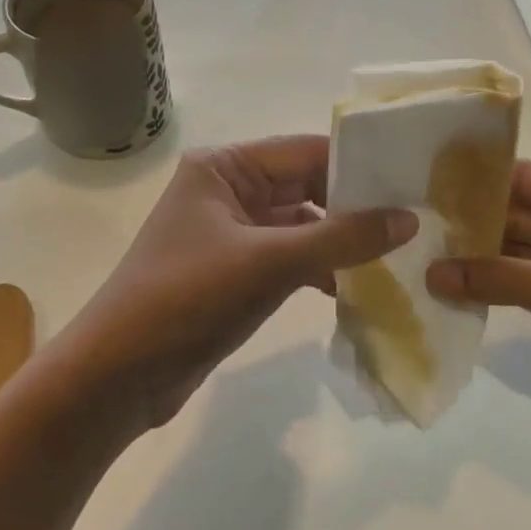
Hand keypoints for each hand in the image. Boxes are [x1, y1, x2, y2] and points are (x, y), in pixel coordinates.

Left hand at [52, 136, 416, 435]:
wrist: (116, 377)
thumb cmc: (187, 300)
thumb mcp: (269, 263)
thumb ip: (342, 238)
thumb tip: (409, 218)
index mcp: (224, 167)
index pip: (306, 152)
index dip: (359, 167)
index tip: (412, 185)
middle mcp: (226, 190)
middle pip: (305, 187)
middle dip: (353, 207)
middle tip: (414, 223)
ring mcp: (229, 233)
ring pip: (300, 226)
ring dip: (339, 243)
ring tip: (394, 257)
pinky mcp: (233, 272)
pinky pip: (288, 258)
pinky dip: (318, 270)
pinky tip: (352, 289)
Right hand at [426, 160, 530, 470]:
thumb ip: (508, 281)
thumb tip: (433, 272)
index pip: (527, 179)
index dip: (476, 181)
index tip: (418, 184)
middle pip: (516, 217)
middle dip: (467, 224)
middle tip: (406, 228)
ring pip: (514, 257)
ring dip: (474, 261)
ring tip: (415, 259)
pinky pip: (522, 292)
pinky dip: (490, 293)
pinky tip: (449, 293)